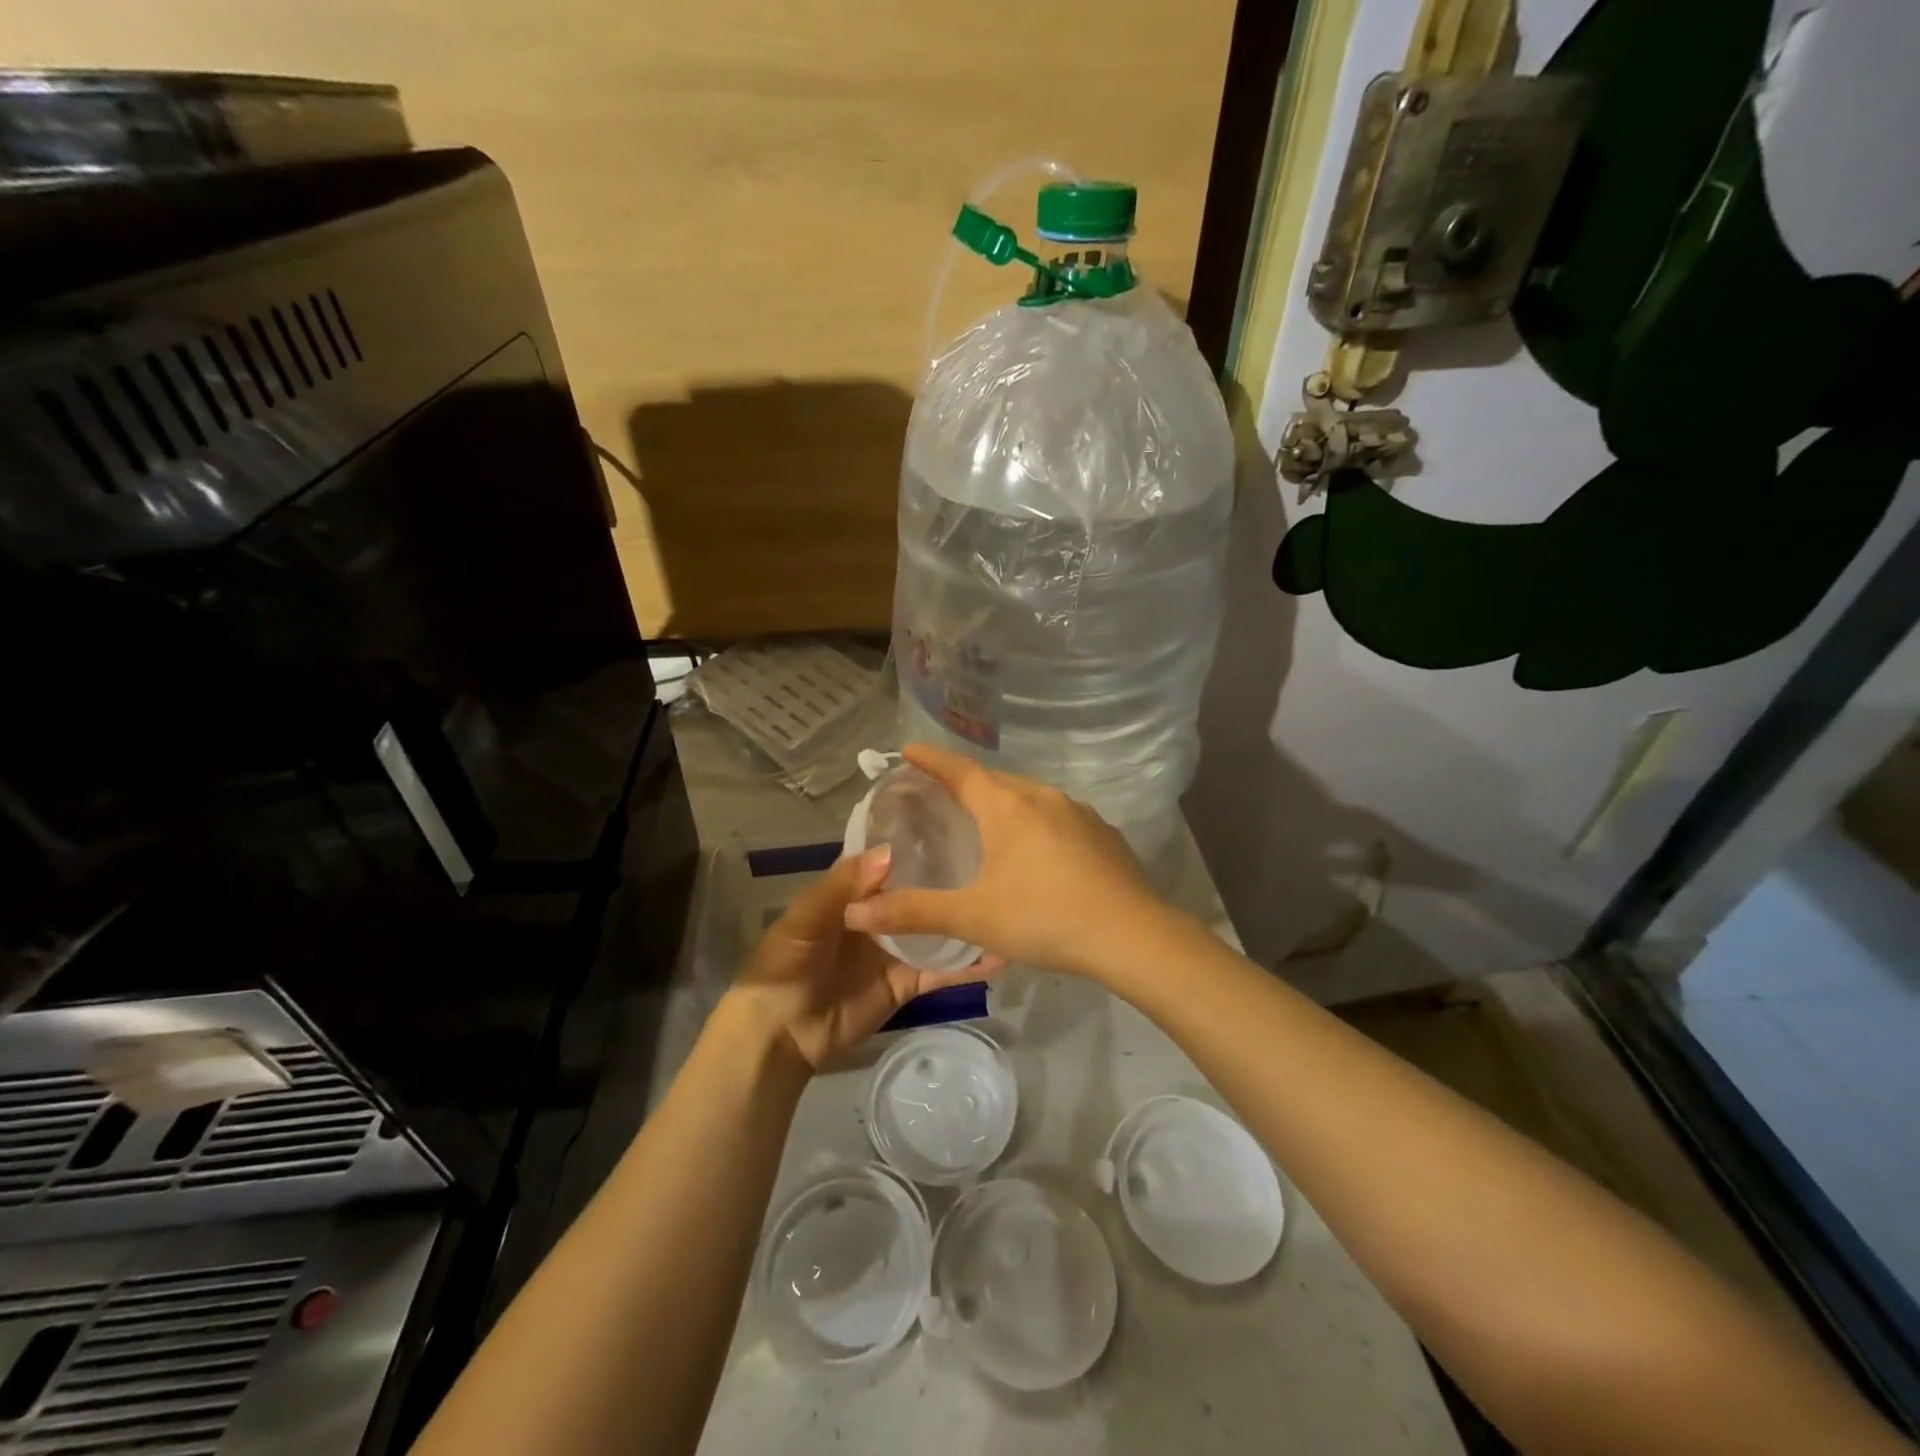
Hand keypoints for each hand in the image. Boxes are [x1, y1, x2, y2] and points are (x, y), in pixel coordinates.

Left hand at [727, 846, 1003, 1071]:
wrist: (780, 1034)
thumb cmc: (785, 964)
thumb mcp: (805, 918)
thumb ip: (843, 885)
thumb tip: (890, 852)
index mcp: (854, 890)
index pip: (890, 858)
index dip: (917, 840)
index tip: (957, 818)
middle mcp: (882, 914)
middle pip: (921, 890)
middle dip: (952, 875)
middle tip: (998, 857)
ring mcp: (898, 948)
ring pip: (938, 927)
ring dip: (966, 918)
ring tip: (1007, 903)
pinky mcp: (909, 982)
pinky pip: (942, 970)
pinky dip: (969, 965)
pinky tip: (1000, 953)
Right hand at [843, 743, 1175, 978]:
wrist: (1133, 936)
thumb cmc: (1045, 917)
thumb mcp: (973, 917)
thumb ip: (912, 911)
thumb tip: (854, 912)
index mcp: (1007, 806)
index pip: (959, 770)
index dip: (931, 759)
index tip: (908, 749)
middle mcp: (1042, 797)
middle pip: (995, 780)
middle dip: (966, 782)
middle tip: (941, 794)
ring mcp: (1079, 812)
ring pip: (1029, 797)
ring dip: (1003, 802)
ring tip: (986, 822)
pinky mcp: (1103, 833)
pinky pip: (1057, 816)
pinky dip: (1035, 823)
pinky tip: (1037, 852)